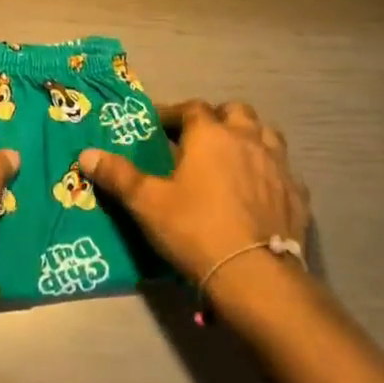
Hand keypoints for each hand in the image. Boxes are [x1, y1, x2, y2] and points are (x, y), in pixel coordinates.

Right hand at [77, 101, 309, 283]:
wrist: (254, 274)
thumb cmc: (195, 229)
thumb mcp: (147, 203)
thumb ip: (117, 175)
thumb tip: (85, 154)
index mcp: (211, 135)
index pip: (192, 108)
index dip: (174, 112)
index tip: (159, 125)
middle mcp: (248, 140)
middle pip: (237, 112)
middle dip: (218, 118)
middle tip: (200, 138)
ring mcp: (278, 166)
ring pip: (267, 135)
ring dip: (250, 138)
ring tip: (233, 157)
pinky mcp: (297, 194)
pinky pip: (284, 171)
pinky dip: (270, 172)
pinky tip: (260, 191)